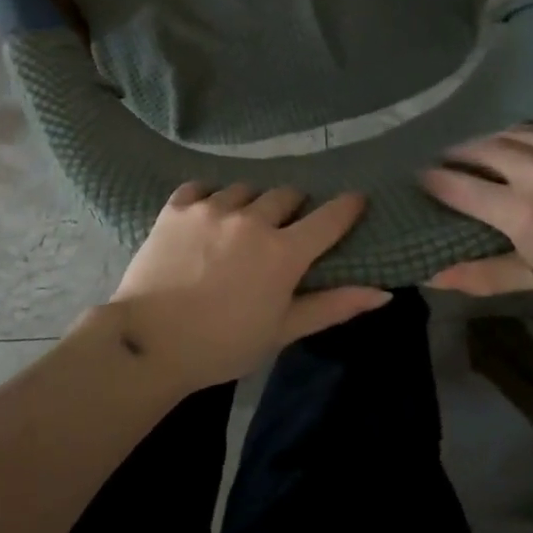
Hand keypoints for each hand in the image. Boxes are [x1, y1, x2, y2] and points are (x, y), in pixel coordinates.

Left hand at [95, 183, 389, 391]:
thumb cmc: (223, 345)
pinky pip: (202, 187)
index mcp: (282, 252)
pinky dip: (210, 198)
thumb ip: (332, 306)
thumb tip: (383, 292)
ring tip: (241, 226)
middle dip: (293, 208)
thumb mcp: (282, 331)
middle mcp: (251, 219)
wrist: (150, 342)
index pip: (328, 217)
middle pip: (285, 195)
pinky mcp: (177, 206)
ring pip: (244, 189)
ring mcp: (211, 208)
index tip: (355, 201)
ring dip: (251, 203)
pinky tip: (207, 217)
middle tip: (284, 229)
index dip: (347, 207)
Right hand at [419, 124, 532, 310]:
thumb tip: (429, 277)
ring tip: (483, 153)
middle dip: (456, 154)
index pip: (455, 184)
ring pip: (507, 132)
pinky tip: (528, 150)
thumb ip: (481, 274)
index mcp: (519, 210)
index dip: (432, 180)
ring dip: (489, 142)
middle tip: (447, 161)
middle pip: (476, 148)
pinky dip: (526, 137)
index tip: (420, 178)